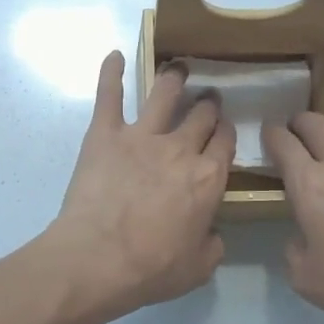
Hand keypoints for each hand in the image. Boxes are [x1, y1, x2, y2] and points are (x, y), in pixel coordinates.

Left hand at [43, 52, 235, 323]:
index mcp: (208, 179)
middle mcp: (180, 149)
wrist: (98, 259)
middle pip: (202, 115)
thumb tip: (212, 233)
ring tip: (178, 68)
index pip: (225, 143)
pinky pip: (109, 95)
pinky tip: (113, 55)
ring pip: (164, 94)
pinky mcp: (105, 134)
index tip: (224, 130)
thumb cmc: (151, 268)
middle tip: (208, 99)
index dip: (226, 133)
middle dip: (208, 104)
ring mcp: (141, 136)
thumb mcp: (198, 268)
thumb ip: (213, 245)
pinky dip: (111, 72)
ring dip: (174, 78)